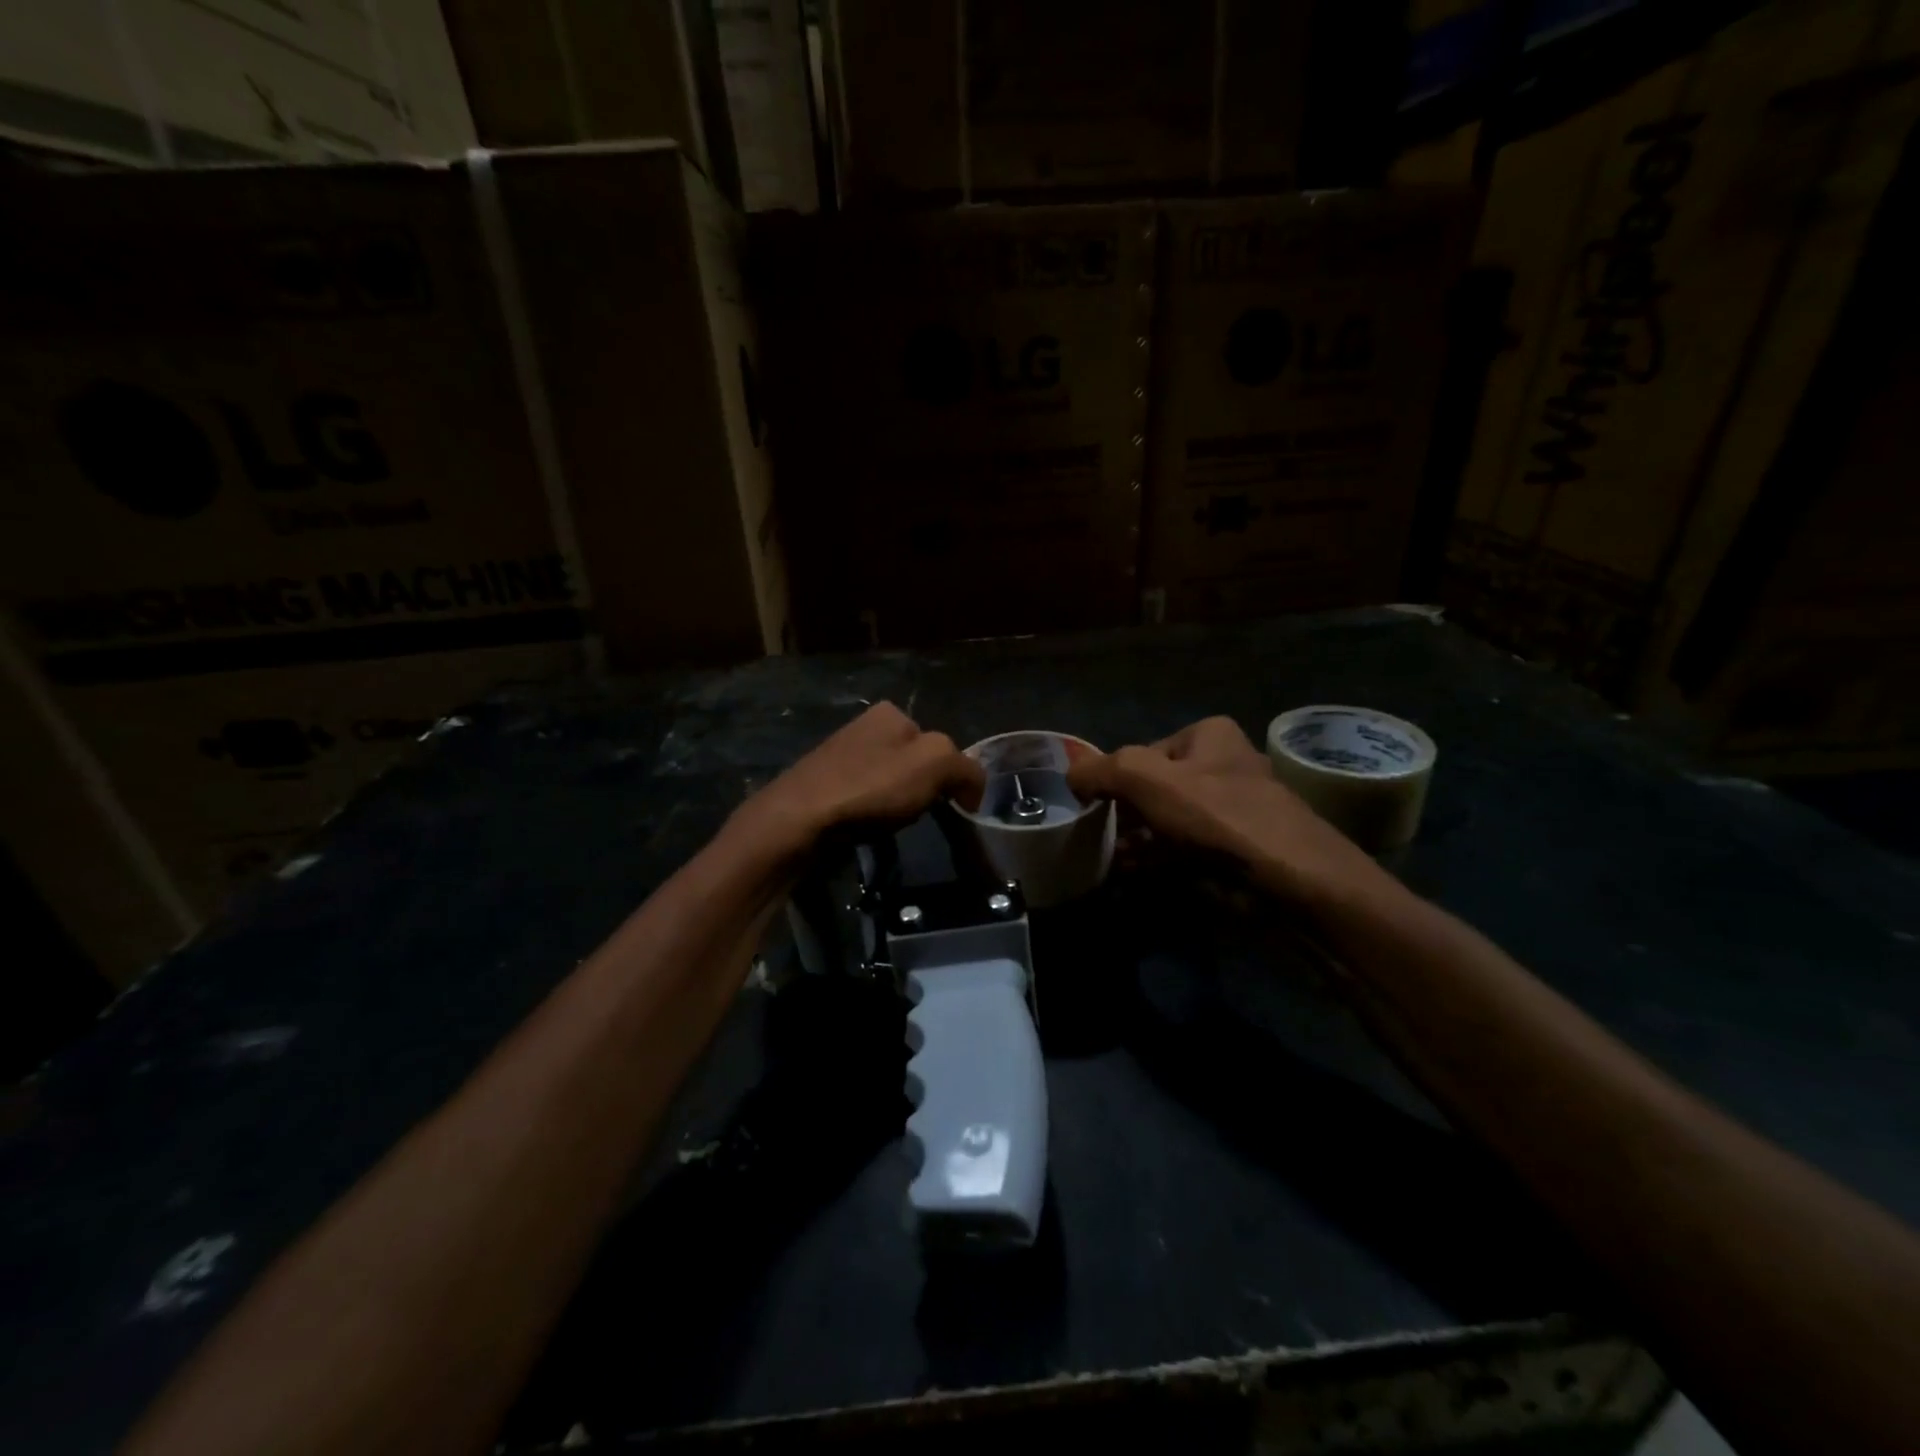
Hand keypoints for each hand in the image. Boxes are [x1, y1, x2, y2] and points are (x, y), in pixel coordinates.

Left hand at [735, 702, 984, 856]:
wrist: (799, 819)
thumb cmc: (871, 786)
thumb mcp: (936, 764)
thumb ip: (966, 768)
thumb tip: (972, 789)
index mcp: (891, 713)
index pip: (941, 745)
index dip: (951, 777)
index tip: (949, 805)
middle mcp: (864, 725)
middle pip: (914, 763)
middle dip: (922, 790)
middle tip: (917, 816)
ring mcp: (840, 754)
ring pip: (889, 782)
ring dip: (897, 805)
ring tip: (888, 825)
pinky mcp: (823, 784)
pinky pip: (864, 798)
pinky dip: (871, 814)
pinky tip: (865, 827)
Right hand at [1068, 717, 1386, 910]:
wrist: (1290, 880)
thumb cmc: (1218, 815)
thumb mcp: (1148, 779)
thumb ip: (1103, 770)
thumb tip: (1071, 775)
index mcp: (1209, 736)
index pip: (1144, 752)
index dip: (1115, 778)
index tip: (1095, 807)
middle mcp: (1223, 767)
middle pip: (1155, 788)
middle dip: (1124, 813)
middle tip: (1097, 835)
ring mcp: (1231, 812)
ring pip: (1168, 822)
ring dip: (1136, 841)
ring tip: (1107, 860)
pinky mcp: (1234, 851)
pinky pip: (1184, 851)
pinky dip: (1156, 862)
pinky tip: (1129, 877)